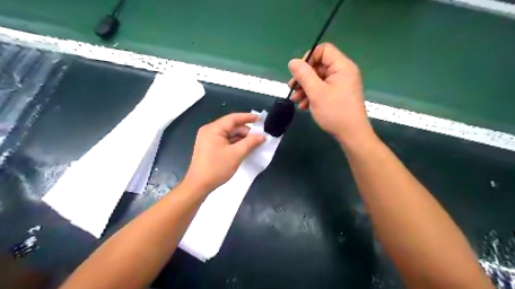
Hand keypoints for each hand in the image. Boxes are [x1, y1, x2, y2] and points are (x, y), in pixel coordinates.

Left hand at [186, 113, 264, 193]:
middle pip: (231, 126)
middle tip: (260, 137)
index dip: (248, 117)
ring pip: (229, 134)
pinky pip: (225, 141)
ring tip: (255, 144)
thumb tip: (262, 136)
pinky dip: (235, 143)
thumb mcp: (237, 154)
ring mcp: (208, 139)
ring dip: (241, 138)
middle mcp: (209, 130)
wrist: (198, 185)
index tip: (261, 119)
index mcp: (213, 129)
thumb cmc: (217, 168)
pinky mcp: (209, 147)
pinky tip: (245, 148)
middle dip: (246, 131)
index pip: (233, 118)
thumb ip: (251, 142)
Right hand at [290, 41, 374, 147]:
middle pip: (319, 66)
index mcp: (342, 67)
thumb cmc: (335, 112)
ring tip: (296, 100)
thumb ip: (304, 75)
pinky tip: (304, 106)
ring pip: (318, 79)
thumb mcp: (316, 92)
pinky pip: (322, 89)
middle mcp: (343, 72)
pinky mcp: (338, 95)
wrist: (351, 135)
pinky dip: (312, 95)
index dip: (308, 58)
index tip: (298, 73)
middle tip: (292, 88)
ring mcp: (341, 84)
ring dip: (305, 88)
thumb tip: (292, 62)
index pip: (323, 50)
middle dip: (303, 77)